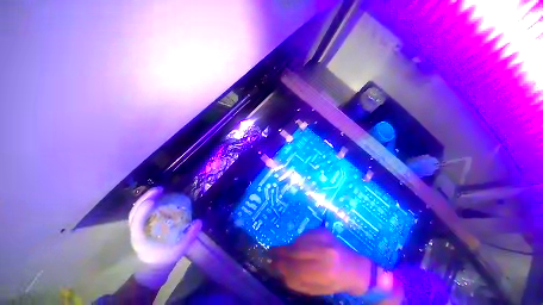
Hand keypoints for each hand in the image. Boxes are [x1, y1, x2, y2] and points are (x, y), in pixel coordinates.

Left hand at [128, 187, 201, 264]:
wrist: (152, 271)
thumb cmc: (163, 261)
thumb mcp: (178, 251)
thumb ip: (189, 236)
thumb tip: (199, 221)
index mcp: (141, 238)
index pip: (137, 222)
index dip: (144, 209)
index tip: (154, 199)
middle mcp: (136, 232)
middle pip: (134, 212)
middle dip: (145, 198)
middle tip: (160, 189)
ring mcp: (137, 230)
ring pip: (135, 211)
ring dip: (144, 199)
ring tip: (158, 191)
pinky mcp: (141, 228)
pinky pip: (140, 213)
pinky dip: (146, 204)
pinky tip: (156, 200)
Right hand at [270, 228, 370, 295]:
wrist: (354, 267)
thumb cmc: (336, 282)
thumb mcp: (318, 289)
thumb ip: (297, 281)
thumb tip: (279, 271)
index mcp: (325, 272)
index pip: (295, 268)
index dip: (281, 265)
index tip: (270, 263)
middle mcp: (324, 251)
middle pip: (295, 250)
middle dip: (280, 251)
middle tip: (271, 252)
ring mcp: (324, 237)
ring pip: (298, 241)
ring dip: (290, 247)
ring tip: (287, 252)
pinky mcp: (322, 230)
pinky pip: (303, 235)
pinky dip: (298, 241)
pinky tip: (302, 246)